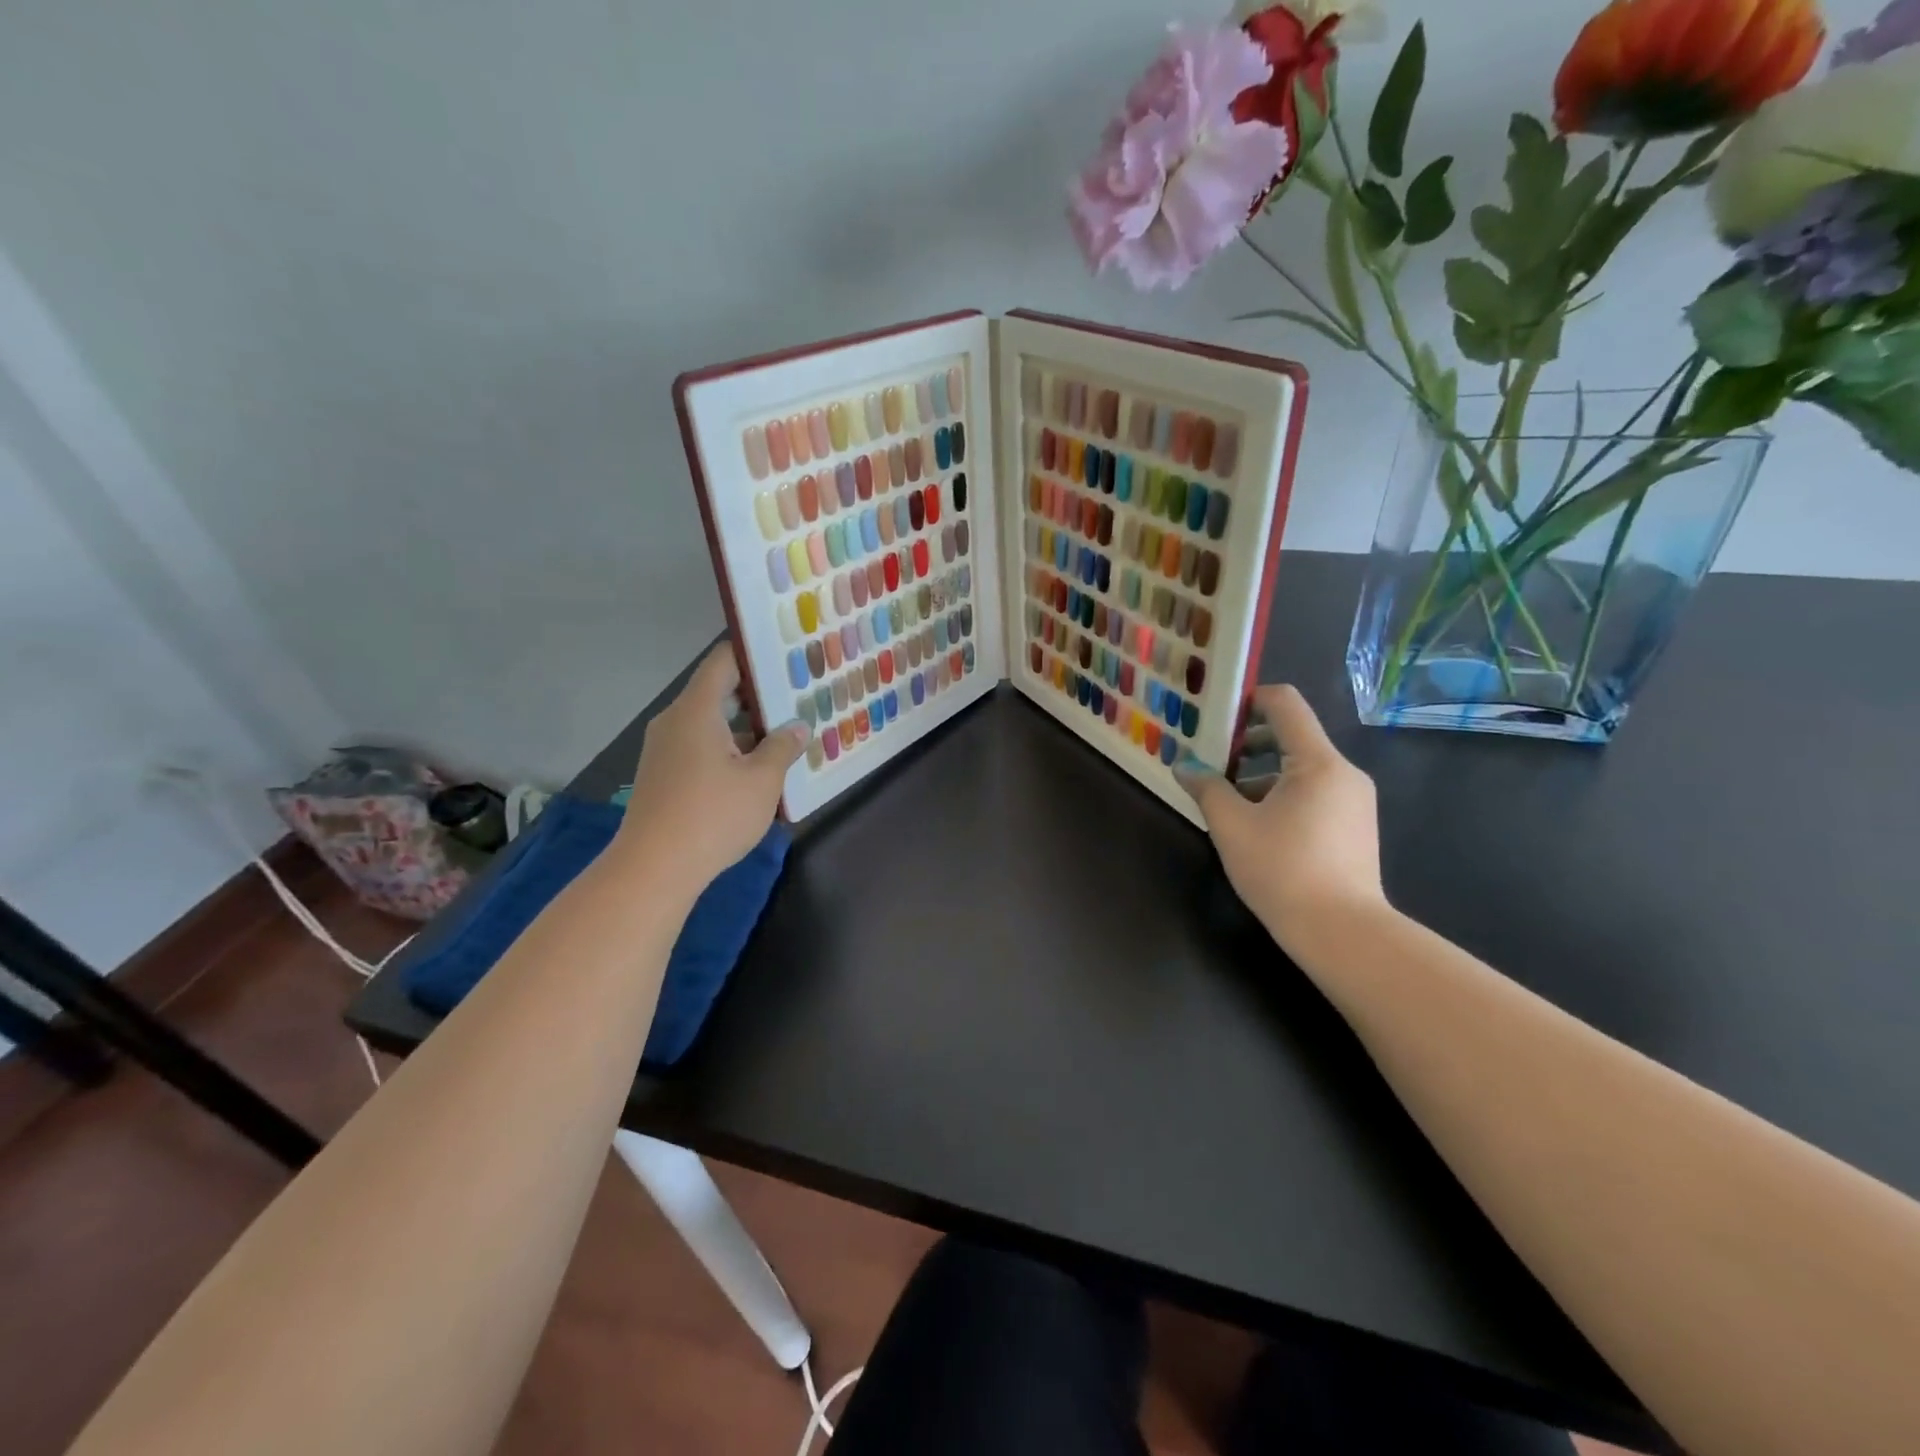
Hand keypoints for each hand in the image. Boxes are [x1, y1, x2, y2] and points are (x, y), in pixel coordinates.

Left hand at [615, 645, 807, 896]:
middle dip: (757, 696)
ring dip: (745, 728)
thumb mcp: (762, 781)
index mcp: (696, 710)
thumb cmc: (713, 816)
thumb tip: (797, 727)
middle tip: (797, 698)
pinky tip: (756, 769)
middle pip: (717, 692)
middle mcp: (675, 721)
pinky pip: (700, 747)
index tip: (785, 655)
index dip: (753, 653)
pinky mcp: (663, 775)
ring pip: (710, 724)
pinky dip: (728, 749)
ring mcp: (664, 749)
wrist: (654, 869)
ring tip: (785, 736)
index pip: (723, 661)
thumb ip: (782, 747)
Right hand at [1175, 684, 1384, 946]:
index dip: (1248, 700)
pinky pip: (1314, 794)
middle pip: (1292, 737)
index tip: (1215, 715)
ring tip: (1225, 801)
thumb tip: (1184, 766)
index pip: (1285, 704)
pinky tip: (1256, 827)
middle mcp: (1344, 773)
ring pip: (1300, 769)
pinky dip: (1281, 796)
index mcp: (1318, 762)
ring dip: (1260, 775)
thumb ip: (1206, 788)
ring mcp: (1355, 801)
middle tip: (1209, 760)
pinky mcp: (1356, 827)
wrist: (1343, 934)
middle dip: (1246, 744)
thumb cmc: (1283, 871)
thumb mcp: (1232, 827)